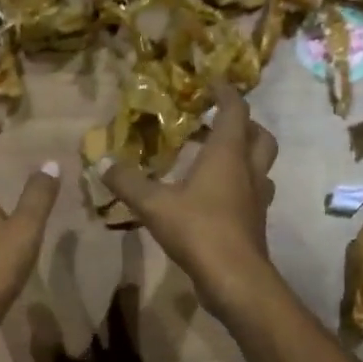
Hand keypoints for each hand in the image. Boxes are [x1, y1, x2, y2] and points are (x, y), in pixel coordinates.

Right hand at [100, 85, 278, 315]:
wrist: (234, 278)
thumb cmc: (198, 230)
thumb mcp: (153, 204)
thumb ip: (127, 181)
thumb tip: (101, 162)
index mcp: (228, 154)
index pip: (235, 111)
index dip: (226, 93)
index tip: (212, 83)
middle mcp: (248, 171)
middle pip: (260, 136)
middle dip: (245, 124)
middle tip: (219, 123)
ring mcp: (256, 199)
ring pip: (261, 166)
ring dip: (246, 156)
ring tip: (218, 159)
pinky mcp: (254, 223)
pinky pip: (253, 193)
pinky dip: (240, 186)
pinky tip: (217, 197)